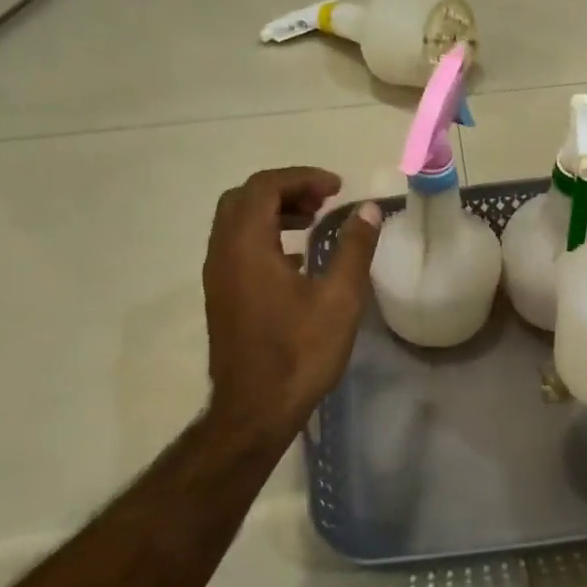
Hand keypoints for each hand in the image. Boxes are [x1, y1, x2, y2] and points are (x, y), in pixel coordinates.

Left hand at [203, 167, 380, 440]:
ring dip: (273, 212)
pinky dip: (264, 236)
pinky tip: (296, 260)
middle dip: (285, 190)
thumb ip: (354, 248)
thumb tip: (369, 210)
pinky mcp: (221, 296)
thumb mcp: (340, 298)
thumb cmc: (300, 352)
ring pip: (237, 223)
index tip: (337, 187)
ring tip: (312, 222)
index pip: (265, 187)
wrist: (256, 408)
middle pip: (244, 198)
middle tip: (323, 201)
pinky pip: (237, 247)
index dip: (302, 178)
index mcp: (246, 246)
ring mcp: (217, 276)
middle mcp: (223, 253)